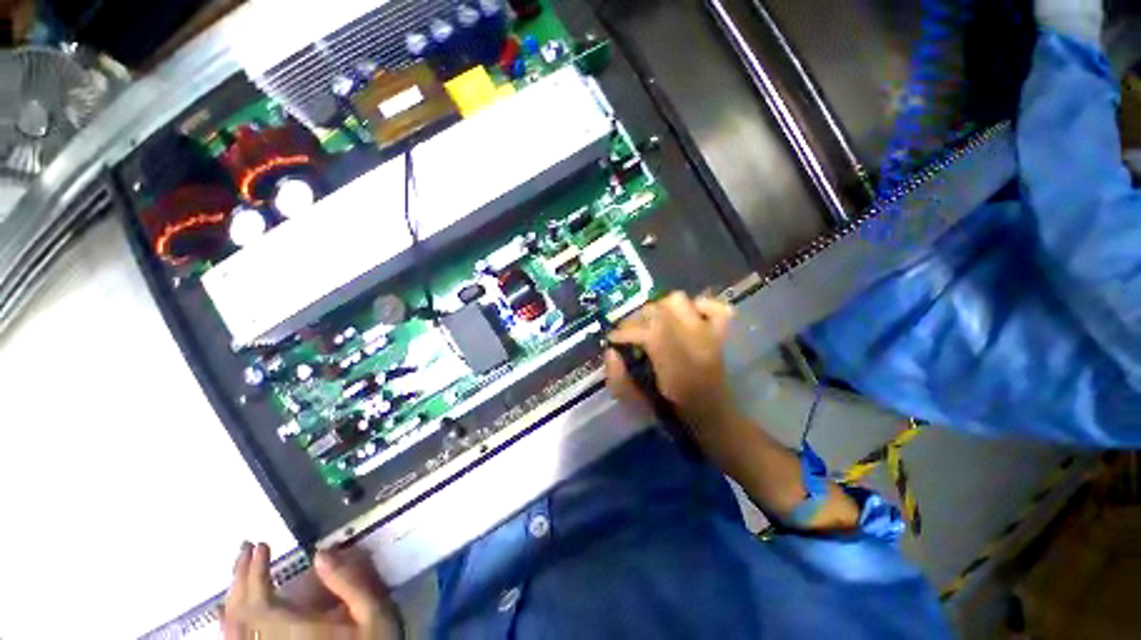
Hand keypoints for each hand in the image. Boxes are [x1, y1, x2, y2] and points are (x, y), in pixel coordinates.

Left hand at [224, 542, 401, 639]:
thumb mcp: (373, 613)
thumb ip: (350, 583)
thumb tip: (321, 553)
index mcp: (295, 632)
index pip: (259, 602)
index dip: (254, 572)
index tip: (261, 545)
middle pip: (241, 614)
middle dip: (240, 578)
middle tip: (246, 548)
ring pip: (233, 631)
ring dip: (233, 597)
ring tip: (239, 571)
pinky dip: (230, 623)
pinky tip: (229, 611)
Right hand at [606, 292, 737, 431]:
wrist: (717, 418)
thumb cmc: (676, 415)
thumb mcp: (641, 405)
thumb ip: (620, 380)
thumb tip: (610, 352)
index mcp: (678, 367)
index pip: (647, 331)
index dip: (625, 332)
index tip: (614, 340)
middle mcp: (696, 343)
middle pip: (658, 310)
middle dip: (636, 320)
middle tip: (630, 334)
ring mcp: (712, 334)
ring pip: (678, 300)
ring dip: (660, 309)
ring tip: (655, 324)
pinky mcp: (723, 331)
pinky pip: (712, 304)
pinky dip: (697, 306)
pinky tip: (688, 319)